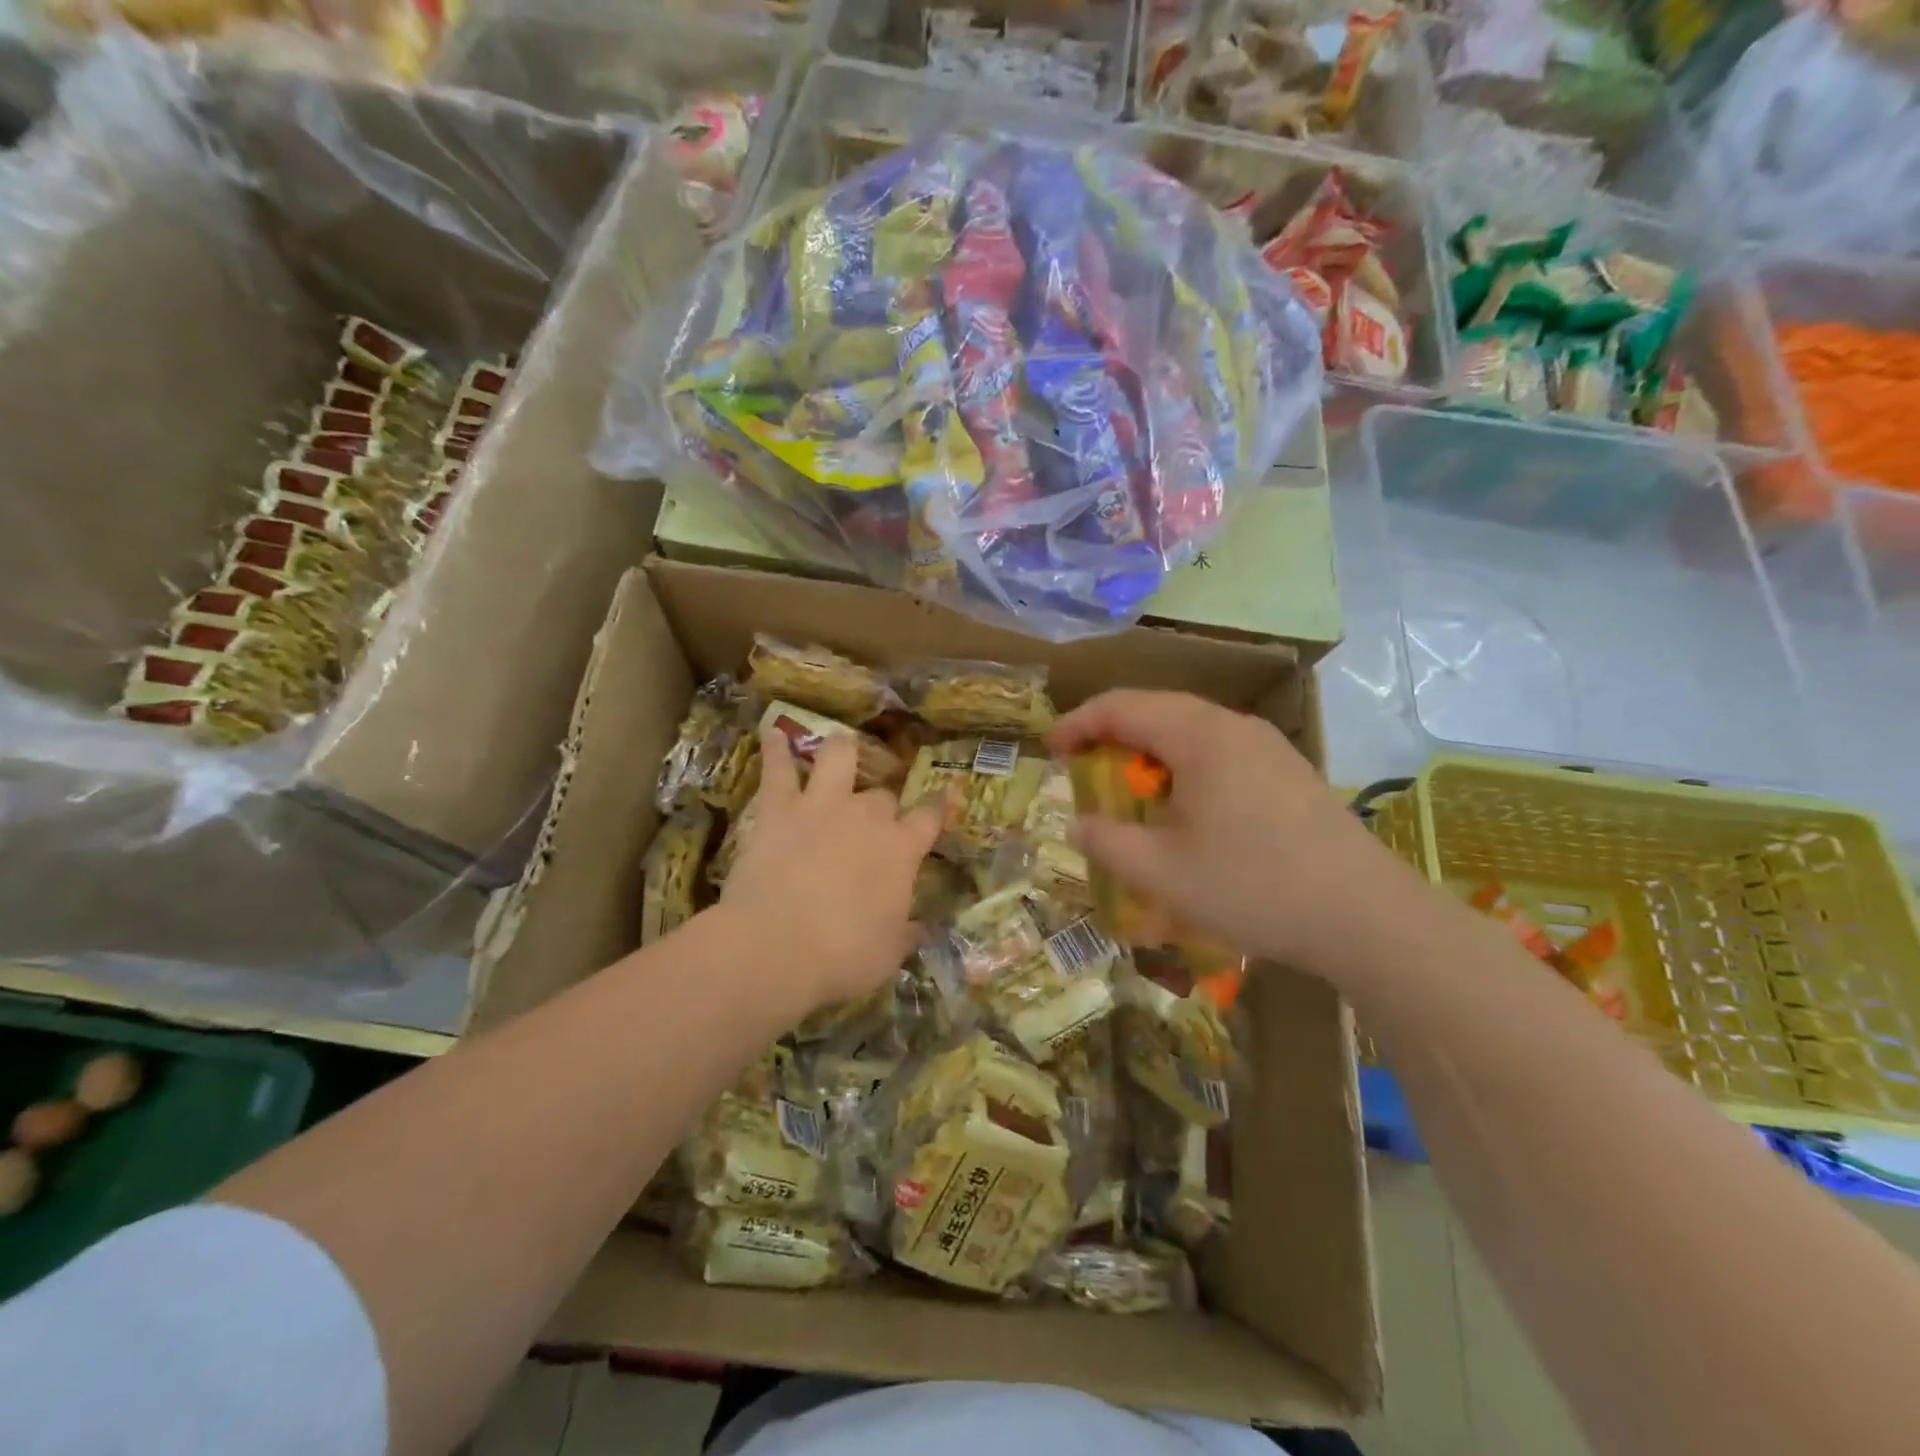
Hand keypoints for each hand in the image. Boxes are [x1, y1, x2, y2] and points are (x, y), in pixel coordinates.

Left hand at [719, 728, 942, 1010]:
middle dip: (882, 805)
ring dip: (842, 751)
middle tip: (873, 820)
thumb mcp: (888, 954)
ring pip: (838, 757)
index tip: (941, 800)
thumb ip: (906, 933)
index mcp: (900, 849)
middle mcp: (867, 816)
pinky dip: (776, 749)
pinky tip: (774, 733)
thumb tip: (919, 927)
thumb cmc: (842, 956)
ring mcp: (822, 805)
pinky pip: (778, 769)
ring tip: (840, 746)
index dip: (937, 808)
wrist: (776, 947)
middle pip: (882, 796)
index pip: (929, 817)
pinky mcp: (779, 808)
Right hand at [1049, 690, 1418, 972]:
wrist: (1366, 916)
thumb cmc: (1253, 887)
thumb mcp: (1162, 873)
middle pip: (1157, 710)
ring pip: (1190, 730)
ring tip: (1129, 790)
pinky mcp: (1288, 771)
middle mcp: (1233, 726)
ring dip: (1149, 751)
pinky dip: (1183, 767)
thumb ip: (1106, 843)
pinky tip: (1185, 809)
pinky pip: (1219, 751)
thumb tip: (1076, 824)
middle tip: (1082, 768)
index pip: (1122, 706)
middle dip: (1111, 734)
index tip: (1049, 750)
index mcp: (1198, 736)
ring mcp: (1268, 746)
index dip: (1078, 723)